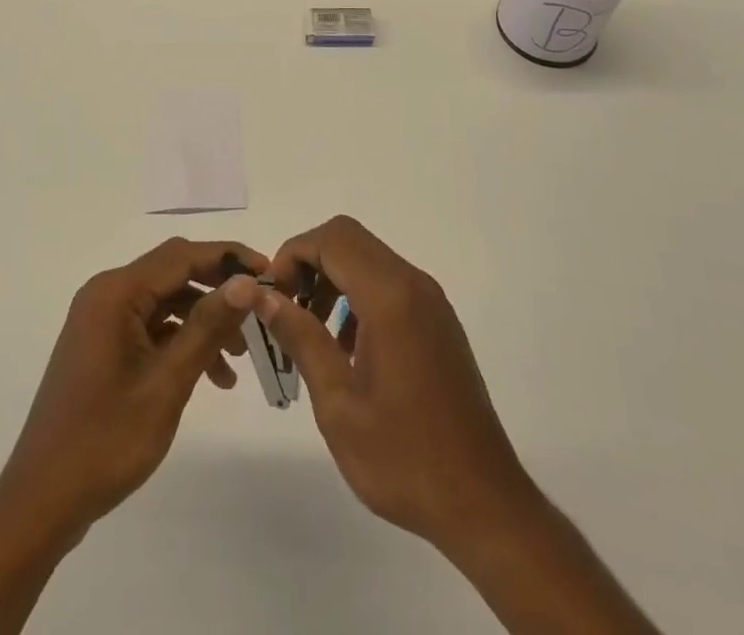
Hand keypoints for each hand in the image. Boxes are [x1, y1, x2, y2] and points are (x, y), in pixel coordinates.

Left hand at [0, 237, 265, 544]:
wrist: (42, 502)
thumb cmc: (105, 440)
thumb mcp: (166, 383)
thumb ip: (207, 326)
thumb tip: (247, 282)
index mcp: (116, 292)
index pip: (182, 255)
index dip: (228, 258)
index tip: (269, 271)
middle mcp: (107, 294)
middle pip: (174, 273)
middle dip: (218, 290)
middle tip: (259, 310)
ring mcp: (102, 320)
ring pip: (166, 301)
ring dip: (203, 321)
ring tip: (239, 358)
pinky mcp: (103, 344)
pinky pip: (151, 326)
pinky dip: (182, 341)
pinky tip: (212, 376)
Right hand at [259, 216, 540, 553]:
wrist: (484, 504)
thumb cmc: (404, 458)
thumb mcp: (338, 403)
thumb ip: (300, 337)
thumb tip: (260, 294)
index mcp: (390, 297)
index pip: (332, 239)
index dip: (292, 255)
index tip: (271, 297)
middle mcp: (414, 285)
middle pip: (349, 240)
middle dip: (309, 264)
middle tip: (286, 311)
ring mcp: (431, 302)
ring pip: (368, 259)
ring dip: (332, 280)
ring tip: (310, 334)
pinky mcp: (438, 322)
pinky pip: (389, 284)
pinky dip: (358, 297)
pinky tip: (347, 350)